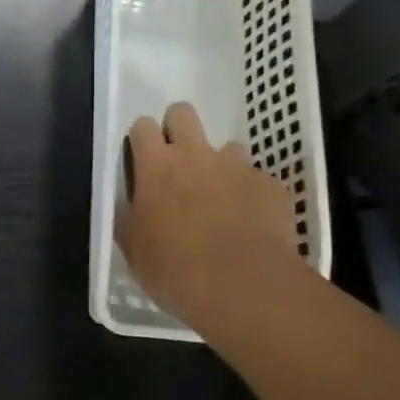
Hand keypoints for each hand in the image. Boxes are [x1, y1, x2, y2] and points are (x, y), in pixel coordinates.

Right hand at [115, 102, 300, 327]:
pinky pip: (257, 180)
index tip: (141, 160)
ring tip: (219, 199)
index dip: (141, 139)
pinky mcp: (270, 187)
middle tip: (177, 163)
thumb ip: (129, 217)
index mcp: (156, 166)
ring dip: (220, 165)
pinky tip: (250, 223)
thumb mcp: (133, 247)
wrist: (243, 286)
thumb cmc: (174, 268)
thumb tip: (131, 206)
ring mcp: (237, 167)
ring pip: (227, 147)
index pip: (142, 126)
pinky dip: (250, 194)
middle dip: (178, 128)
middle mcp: (196, 154)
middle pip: (183, 113)